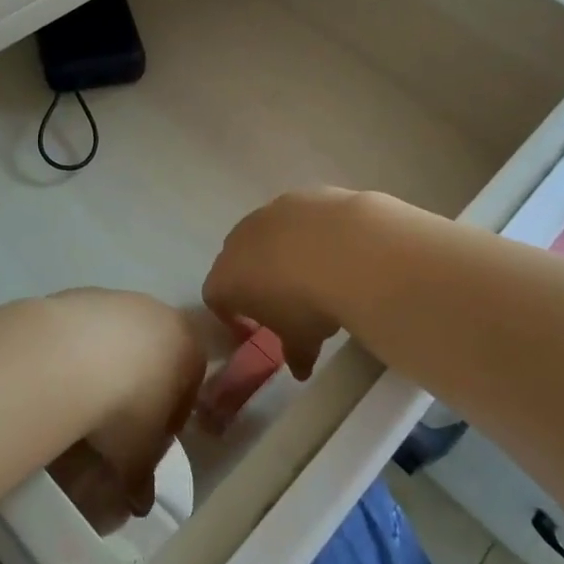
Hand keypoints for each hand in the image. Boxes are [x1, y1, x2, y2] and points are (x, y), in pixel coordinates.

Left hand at [45, 289, 205, 533]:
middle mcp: (162, 314)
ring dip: (108, 368)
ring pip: (121, 340)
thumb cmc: (127, 404)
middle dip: (139, 389)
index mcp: (191, 348)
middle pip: (156, 357)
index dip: (169, 421)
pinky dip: (80, 352)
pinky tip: (63, 377)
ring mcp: (122, 300)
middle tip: (114, 424)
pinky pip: (87, 330)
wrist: (74, 354)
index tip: (146, 442)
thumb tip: (140, 506)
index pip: (190, 387)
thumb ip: (143, 478)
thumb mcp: (138, 453)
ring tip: (84, 401)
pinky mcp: (83, 294)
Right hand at [203, 188, 391, 378]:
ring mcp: (268, 212)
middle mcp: (238, 240)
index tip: (255, 329)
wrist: (347, 249)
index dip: (232, 316)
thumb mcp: (302, 341)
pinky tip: (333, 247)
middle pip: (236, 261)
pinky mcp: (299, 195)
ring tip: (312, 271)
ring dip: (281, 252)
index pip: (215, 298)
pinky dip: (308, 232)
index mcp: (226, 279)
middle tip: (283, 301)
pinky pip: (296, 218)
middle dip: (254, 280)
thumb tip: (300, 368)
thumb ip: (294, 355)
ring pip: (266, 234)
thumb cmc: (309, 304)